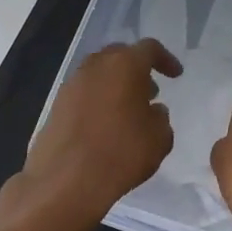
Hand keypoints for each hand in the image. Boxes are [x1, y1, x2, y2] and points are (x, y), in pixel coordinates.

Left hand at [22, 38, 182, 230]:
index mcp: (124, 65)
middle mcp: (95, 67)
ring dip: (116, 85)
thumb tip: (152, 110)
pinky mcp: (56, 105)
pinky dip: (99, 100)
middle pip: (119, 56)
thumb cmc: (121, 154)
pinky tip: (106, 125)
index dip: (165, 60)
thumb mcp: (159, 138)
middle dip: (137, 69)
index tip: (175, 75)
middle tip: (150, 90)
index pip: (149, 49)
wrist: (65, 181)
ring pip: (99, 73)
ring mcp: (72, 85)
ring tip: (129, 110)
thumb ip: (160, 117)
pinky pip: (84, 93)